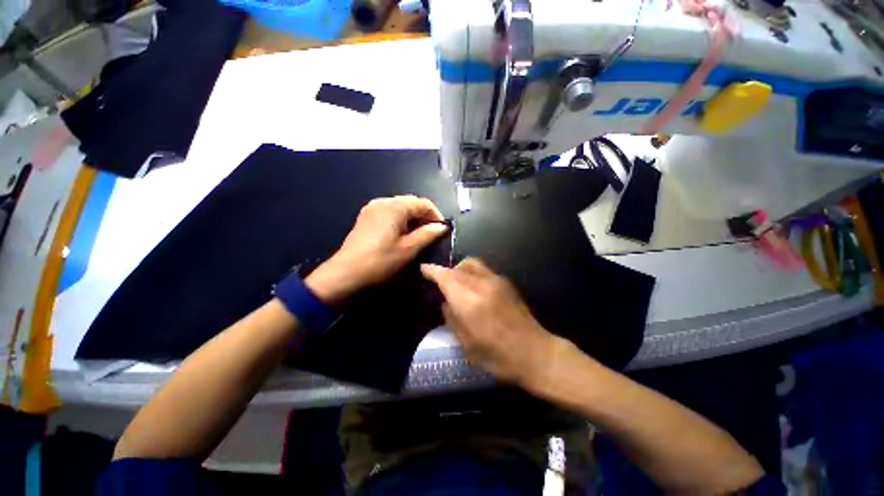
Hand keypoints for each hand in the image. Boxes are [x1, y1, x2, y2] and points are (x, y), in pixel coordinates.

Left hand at [305, 196, 447, 304]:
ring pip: (400, 207)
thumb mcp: (408, 249)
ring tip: (419, 235)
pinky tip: (402, 233)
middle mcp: (383, 201)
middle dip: (424, 216)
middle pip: (411, 202)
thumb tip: (442, 227)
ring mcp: (372, 208)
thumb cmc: (380, 261)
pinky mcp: (366, 216)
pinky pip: (389, 212)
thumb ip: (428, 234)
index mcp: (394, 207)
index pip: (423, 203)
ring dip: (413, 218)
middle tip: (432, 233)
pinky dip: (400, 220)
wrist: (345, 273)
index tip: (442, 230)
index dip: (436, 215)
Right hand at [421, 258, 558, 385]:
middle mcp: (482, 285)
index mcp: (470, 302)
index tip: (423, 269)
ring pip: (471, 263)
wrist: (535, 353)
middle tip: (441, 283)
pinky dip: (472, 273)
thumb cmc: (498, 356)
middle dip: (446, 271)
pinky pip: (483, 269)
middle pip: (458, 267)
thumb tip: (446, 302)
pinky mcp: (506, 282)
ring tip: (458, 284)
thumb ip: (452, 318)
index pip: (446, 277)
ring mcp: (497, 281)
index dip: (433, 270)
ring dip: (460, 269)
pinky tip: (475, 289)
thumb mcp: (467, 344)